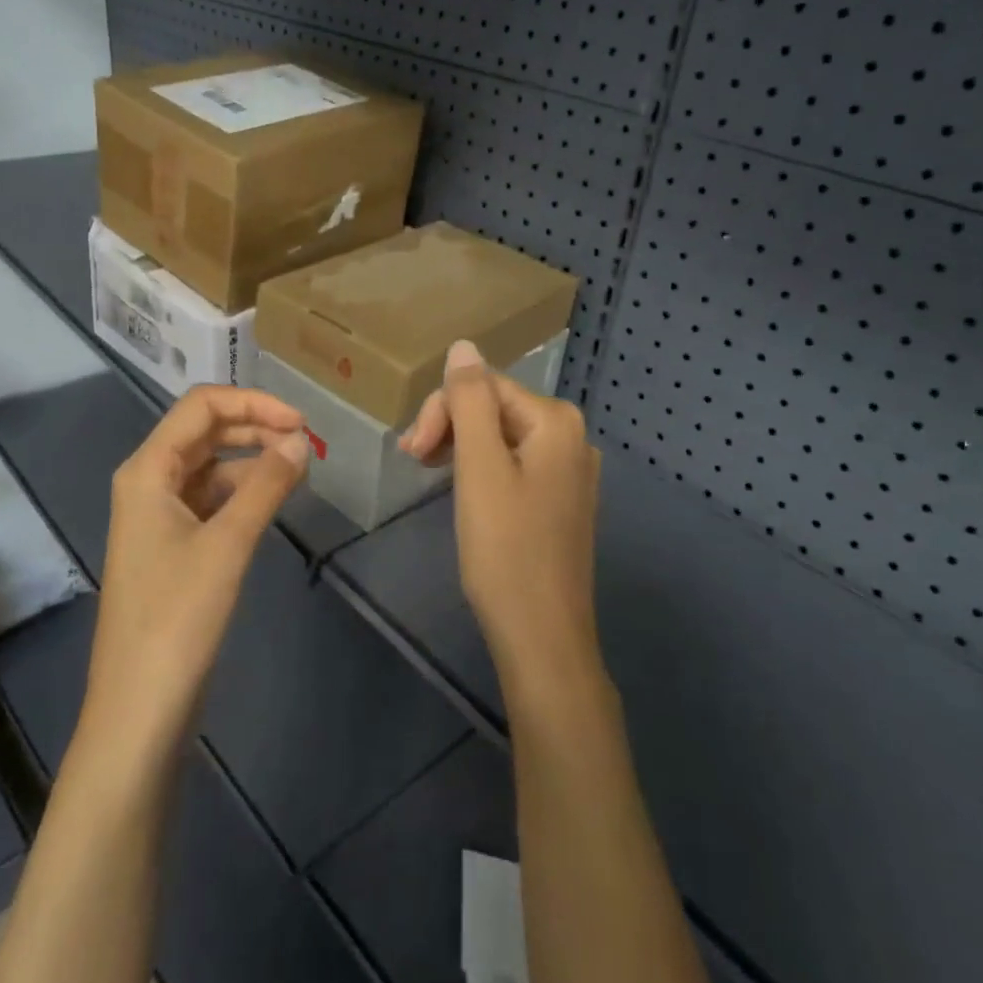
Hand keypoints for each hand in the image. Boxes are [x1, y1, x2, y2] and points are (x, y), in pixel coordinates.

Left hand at [80, 387, 309, 765]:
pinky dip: (244, 492)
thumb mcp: (227, 544)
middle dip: (255, 427)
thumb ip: (266, 485)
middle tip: (307, 444)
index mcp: (148, 470)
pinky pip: (211, 500)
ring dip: (252, 459)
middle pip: (205, 431)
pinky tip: (274, 500)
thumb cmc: (177, 618)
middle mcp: (148, 482)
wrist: (139, 707)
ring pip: (211, 466)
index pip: (201, 406)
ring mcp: (159, 515)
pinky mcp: (172, 545)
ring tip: (299, 469)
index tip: (302, 423)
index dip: (253, 403)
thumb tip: (301, 441)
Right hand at [400, 341, 604, 702]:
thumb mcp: (479, 469)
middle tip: (413, 461)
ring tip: (427, 472)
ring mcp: (571, 470)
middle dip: (450, 426)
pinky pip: (515, 463)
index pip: (484, 385)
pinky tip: (462, 489)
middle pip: (495, 407)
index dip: (440, 410)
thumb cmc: (505, 550)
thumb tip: (463, 345)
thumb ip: (470, 401)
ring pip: (501, 436)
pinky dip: (481, 468)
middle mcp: (572, 436)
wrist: (542, 636)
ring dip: (460, 446)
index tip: (411, 452)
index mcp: (556, 421)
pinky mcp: (561, 499)